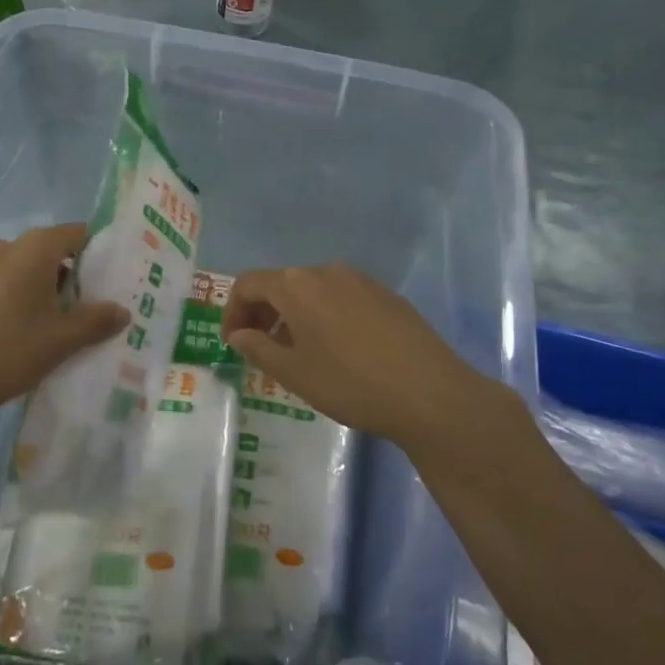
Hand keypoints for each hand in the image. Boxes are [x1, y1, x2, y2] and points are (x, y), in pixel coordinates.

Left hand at [0, 223, 129, 434]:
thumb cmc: (9, 352)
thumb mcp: (62, 340)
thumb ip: (96, 321)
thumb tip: (122, 311)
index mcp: (33, 247)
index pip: (76, 234)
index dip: (97, 254)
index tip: (109, 281)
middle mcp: (4, 245)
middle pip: (49, 251)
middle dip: (69, 277)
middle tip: (86, 310)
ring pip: (22, 269)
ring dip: (40, 289)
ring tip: (52, 326)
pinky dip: (13, 298)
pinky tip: (16, 332)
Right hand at [222, 263, 520, 450]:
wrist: (430, 393)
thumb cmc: (349, 383)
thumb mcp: (294, 373)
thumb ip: (259, 348)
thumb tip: (239, 335)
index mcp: (296, 285)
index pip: (248, 284)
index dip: (233, 311)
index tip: (233, 343)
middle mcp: (326, 272)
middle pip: (281, 283)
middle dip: (263, 313)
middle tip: (261, 349)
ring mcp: (361, 281)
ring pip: (313, 291)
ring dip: (295, 315)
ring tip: (299, 353)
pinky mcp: (387, 295)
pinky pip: (342, 298)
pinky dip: (326, 315)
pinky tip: (339, 350)